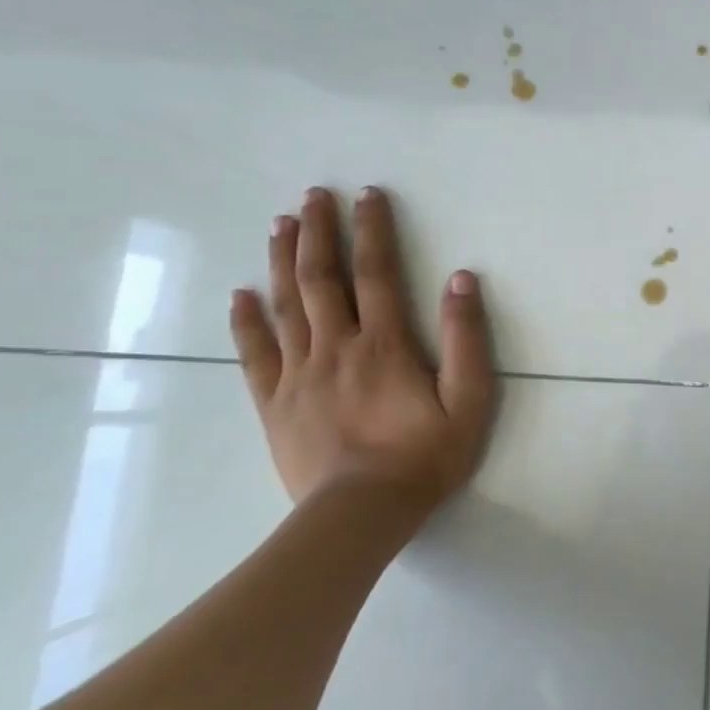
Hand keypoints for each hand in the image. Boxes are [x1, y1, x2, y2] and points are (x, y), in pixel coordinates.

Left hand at [229, 186, 495, 522]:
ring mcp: (299, 375)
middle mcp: (336, 348)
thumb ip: (466, 338)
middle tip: (312, 195)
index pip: (377, 273)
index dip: (372, 230)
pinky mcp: (274, 404)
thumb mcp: (469, 400)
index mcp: (384, 344)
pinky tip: (240, 295)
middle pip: (321, 279)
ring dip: (281, 261)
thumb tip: (460, 279)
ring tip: (280, 224)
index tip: (367, 195)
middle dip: (317, 232)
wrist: (362, 514)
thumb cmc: (424, 457)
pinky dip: (246, 321)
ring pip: (285, 306)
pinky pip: (254, 354)